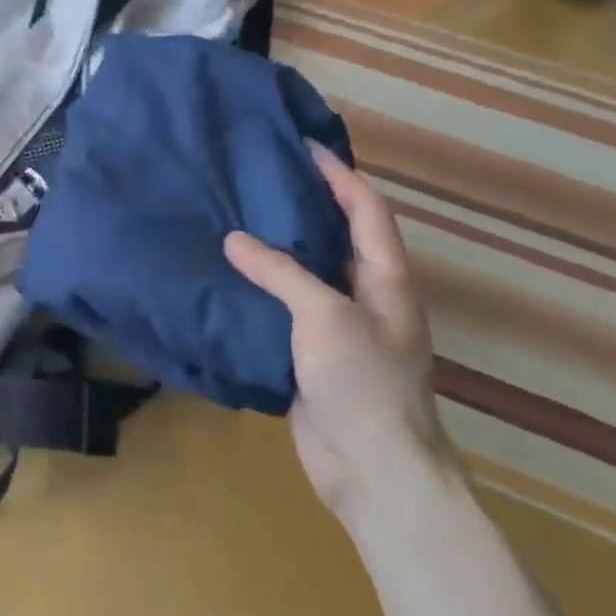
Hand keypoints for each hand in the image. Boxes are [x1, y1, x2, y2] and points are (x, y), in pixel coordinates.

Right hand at [223, 143, 453, 526]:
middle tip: (259, 177)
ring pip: (307, 274)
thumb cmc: (362, 381)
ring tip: (235, 218)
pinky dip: (261, 290)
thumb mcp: (324, 315)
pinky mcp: (312, 356)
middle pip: (337, 237)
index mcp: (386, 280)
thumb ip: (281, 272)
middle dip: (305, 204)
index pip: (366, 211)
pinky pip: (285, 310)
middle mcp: (367, 297)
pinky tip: (228, 279)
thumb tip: (235, 240)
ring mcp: (340, 329)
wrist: (373, 470)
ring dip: (277, 248)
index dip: (339, 175)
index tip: (303, 145)